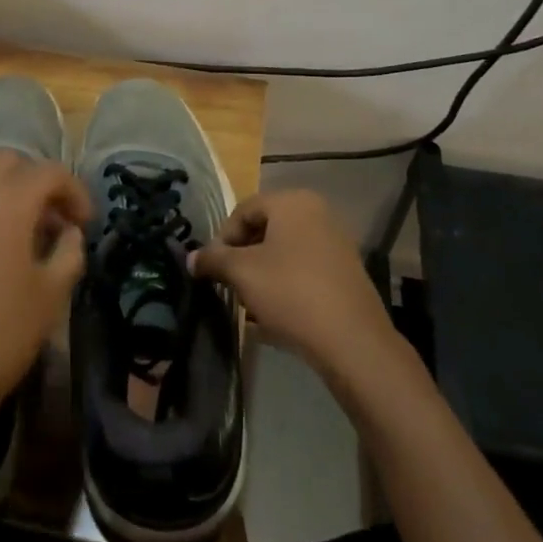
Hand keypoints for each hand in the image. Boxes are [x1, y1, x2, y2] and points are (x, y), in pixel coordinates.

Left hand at [0, 151, 89, 437]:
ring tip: (4, 224)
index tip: (84, 222)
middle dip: (33, 183)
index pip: (52, 172)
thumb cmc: (2, 334)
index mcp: (11, 199)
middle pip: (9, 163)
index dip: (75, 192)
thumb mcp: (53, 293)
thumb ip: (70, 250)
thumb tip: (69, 232)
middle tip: (47, 219)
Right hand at [193, 190, 396, 379]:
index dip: (221, 238)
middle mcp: (317, 212)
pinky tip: (276, 312)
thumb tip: (191, 258)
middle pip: (265, 228)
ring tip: (251, 302)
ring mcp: (336, 241)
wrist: (351, 340)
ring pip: (284, 250)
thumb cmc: (290, 293)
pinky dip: (285, 283)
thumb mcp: (242, 273)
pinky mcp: (346, 270)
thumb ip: (213, 260)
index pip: (243, 210)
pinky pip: (304, 268)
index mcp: (293, 201)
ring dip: (262, 272)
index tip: (212, 269)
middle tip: (230, 284)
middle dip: (242, 256)